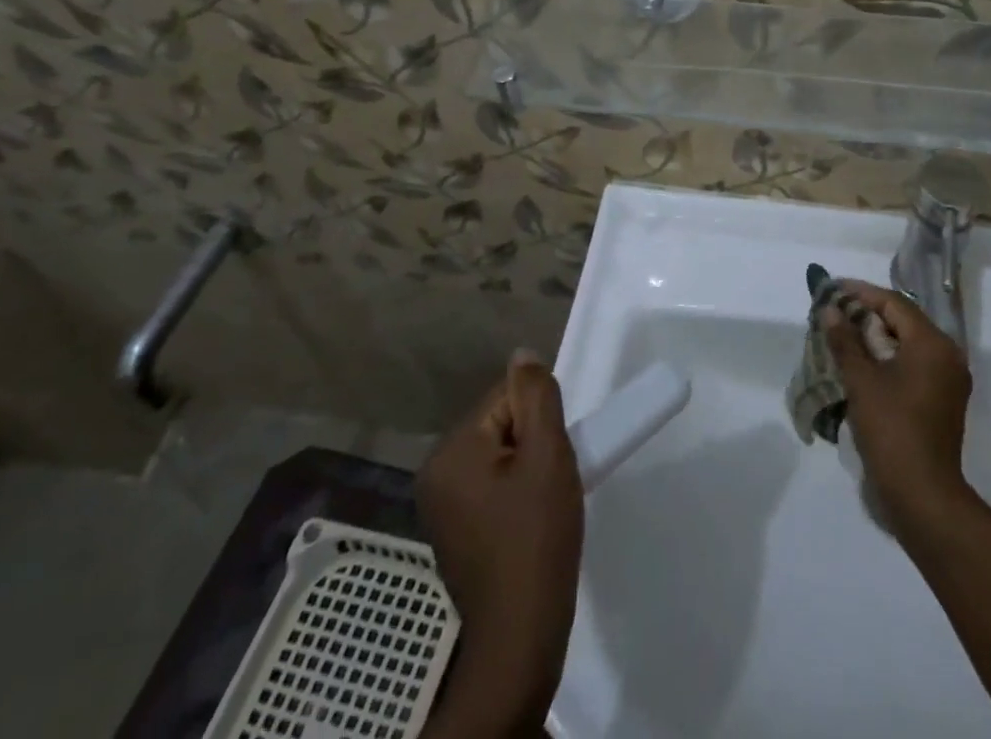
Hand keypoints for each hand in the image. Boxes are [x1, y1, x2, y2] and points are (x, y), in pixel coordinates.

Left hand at [419, 351, 582, 731]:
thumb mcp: (548, 455)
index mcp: (451, 450)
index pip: (505, 398)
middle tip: (554, 479)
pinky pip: (490, 484)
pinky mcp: (453, 529)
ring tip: (546, 501)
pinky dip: (515, 490)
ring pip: (498, 454)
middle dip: (533, 441)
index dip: (540, 418)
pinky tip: (531, 519)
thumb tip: (523, 354)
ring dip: (527, 465)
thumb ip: (537, 396)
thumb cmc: (537, 538)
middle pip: (500, 424)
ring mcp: (440, 504)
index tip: (555, 455)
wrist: (520, 635)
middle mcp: (435, 471)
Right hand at [822, 281, 973, 538]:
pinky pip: (913, 366)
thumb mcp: (861, 381)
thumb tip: (830, 309)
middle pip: (903, 321)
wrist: (923, 497)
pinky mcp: (942, 402)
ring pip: (907, 344)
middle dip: (867, 314)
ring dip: (876, 338)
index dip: (861, 293)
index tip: (832, 289)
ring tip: (842, 335)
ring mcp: (948, 381)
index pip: (894, 303)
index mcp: (933, 344)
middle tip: (834, 312)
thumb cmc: (892, 430)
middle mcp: (947, 356)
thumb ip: (845, 340)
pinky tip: (862, 365)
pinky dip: (888, 359)